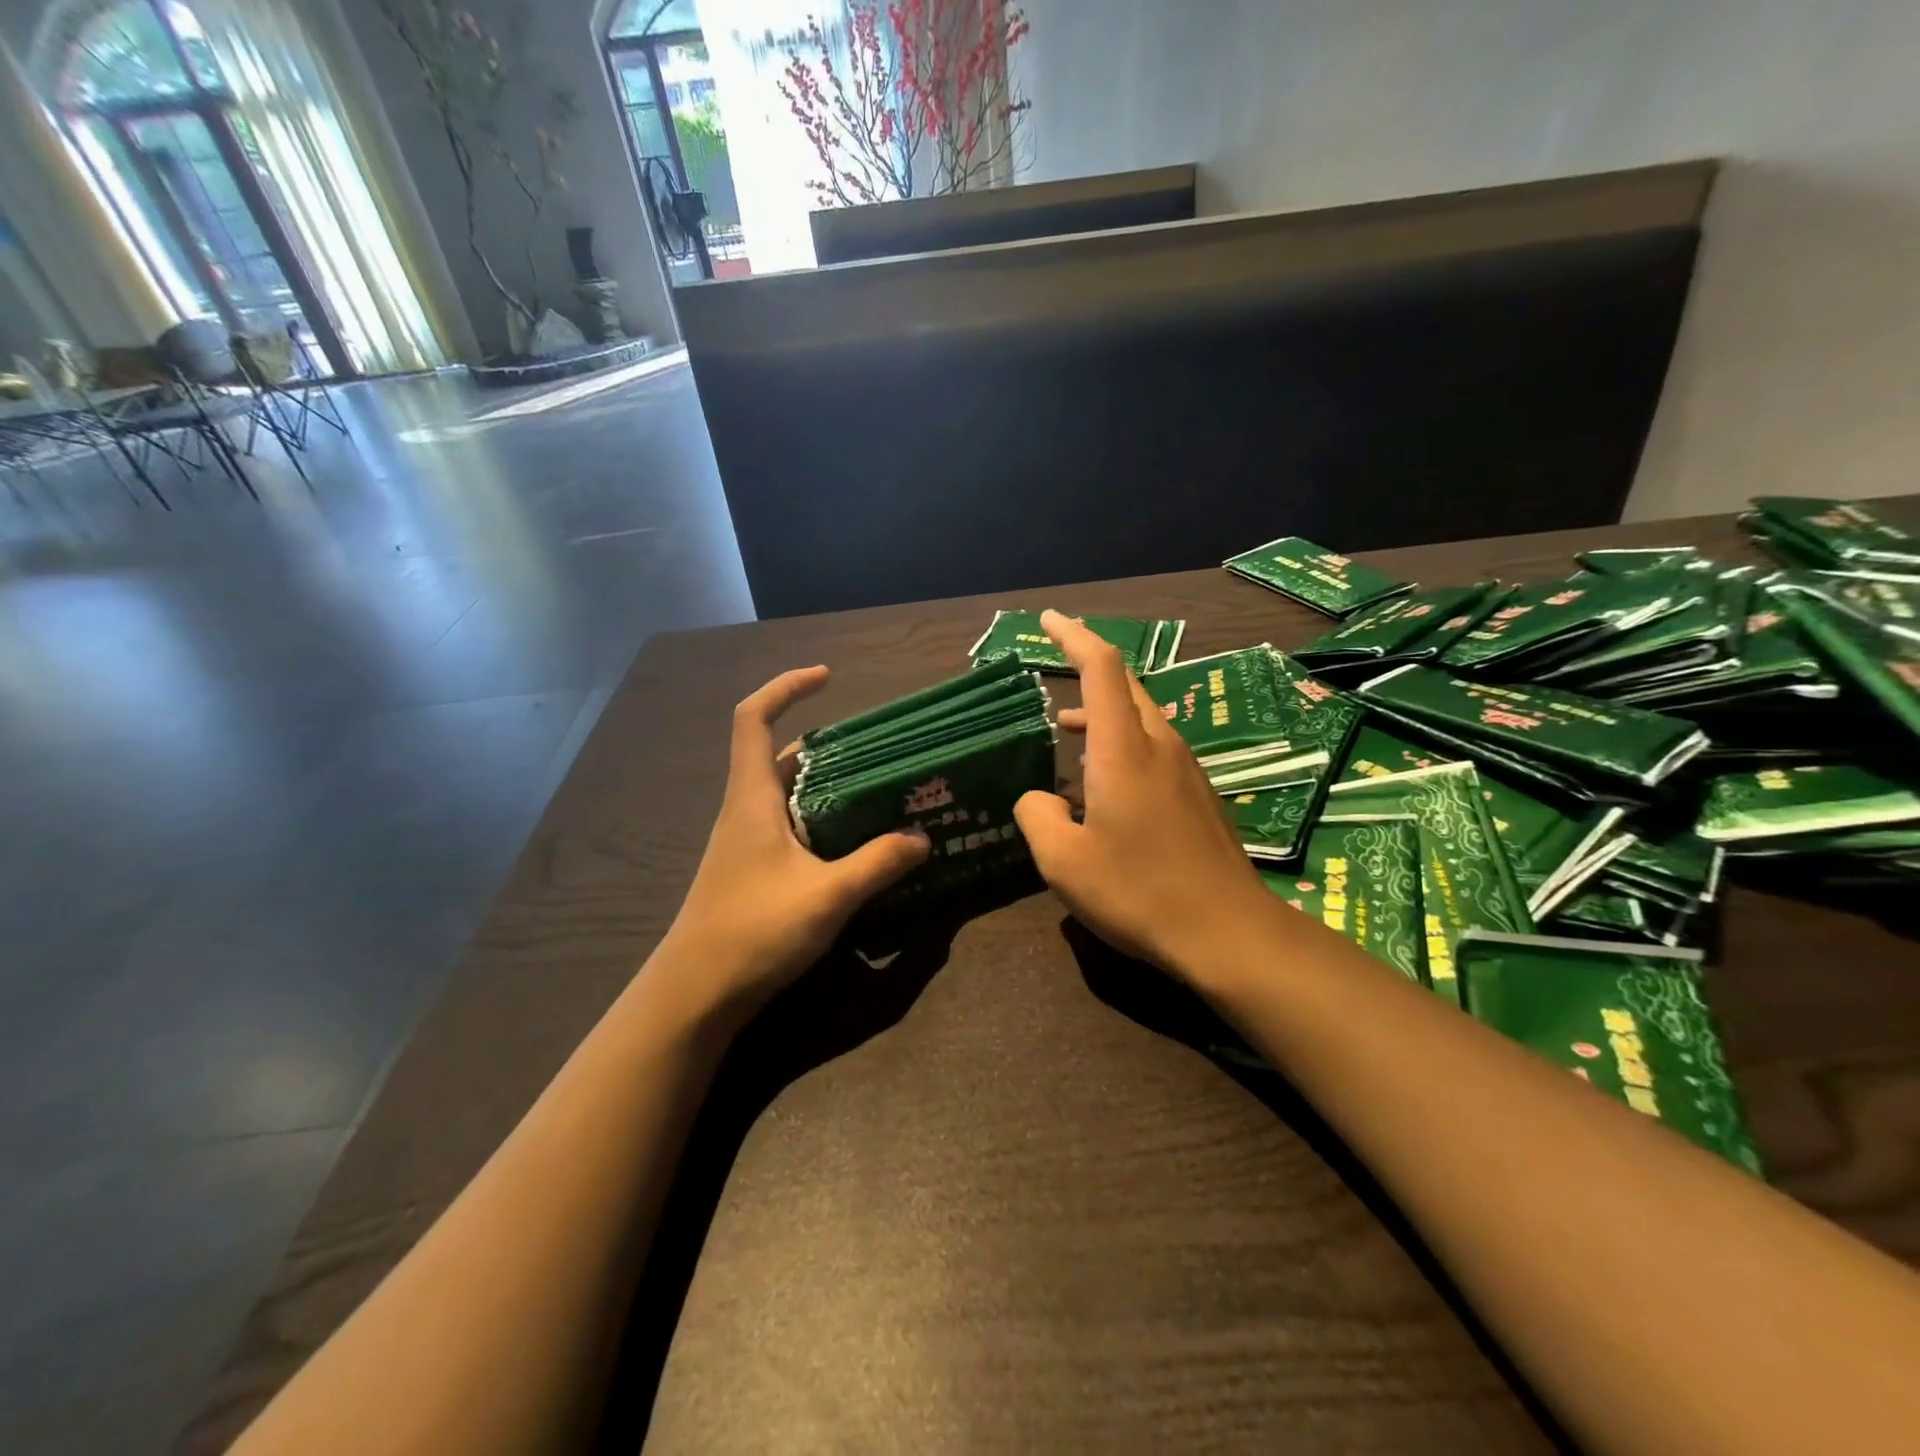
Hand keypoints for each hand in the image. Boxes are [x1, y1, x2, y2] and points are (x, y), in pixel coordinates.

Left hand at [660, 666, 930, 1022]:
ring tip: (879, 790)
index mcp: (752, 798)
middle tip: (878, 750)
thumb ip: (877, 863)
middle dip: (827, 744)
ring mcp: (746, 842)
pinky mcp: (753, 869)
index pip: (753, 719)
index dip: (785, 688)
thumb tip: (921, 838)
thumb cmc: (753, 931)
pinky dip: (822, 819)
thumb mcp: (827, 896)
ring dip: (827, 785)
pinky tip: (855, 841)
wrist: (695, 993)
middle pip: (780, 755)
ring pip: (788, 793)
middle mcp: (745, 810)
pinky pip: (791, 825)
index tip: (827, 678)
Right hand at [1014, 612, 1281, 979]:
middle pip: (1126, 686)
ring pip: (1141, 719)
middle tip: (1054, 666)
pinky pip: (1155, 749)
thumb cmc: (1139, 891)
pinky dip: (1122, 745)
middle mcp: (1160, 746)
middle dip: (1088, 668)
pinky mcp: (1199, 796)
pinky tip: (1104, 784)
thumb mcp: (1064, 862)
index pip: (1101, 668)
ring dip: (1102, 715)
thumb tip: (1040, 799)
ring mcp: (1187, 770)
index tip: (1048, 620)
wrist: (1228, 932)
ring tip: (1065, 732)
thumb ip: (1038, 816)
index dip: (1073, 636)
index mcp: (1124, 749)